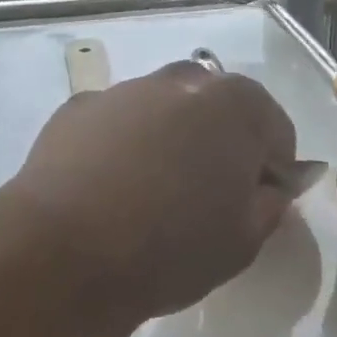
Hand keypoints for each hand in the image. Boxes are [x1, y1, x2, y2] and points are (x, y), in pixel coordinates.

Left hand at [2, 61, 298, 323]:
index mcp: (236, 105)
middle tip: (205, 196)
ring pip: (164, 112)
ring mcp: (126, 90)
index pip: (275, 130)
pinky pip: (117, 125)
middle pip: (217, 110)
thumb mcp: (244, 241)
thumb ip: (270, 203)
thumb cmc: (170, 247)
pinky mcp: (79, 108)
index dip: (272, 169)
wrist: (61, 254)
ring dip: (169, 140)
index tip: (255, 203)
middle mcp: (183, 81)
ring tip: (149, 196)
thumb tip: (270, 186)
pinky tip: (106, 190)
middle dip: (220, 143)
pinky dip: (121, 147)